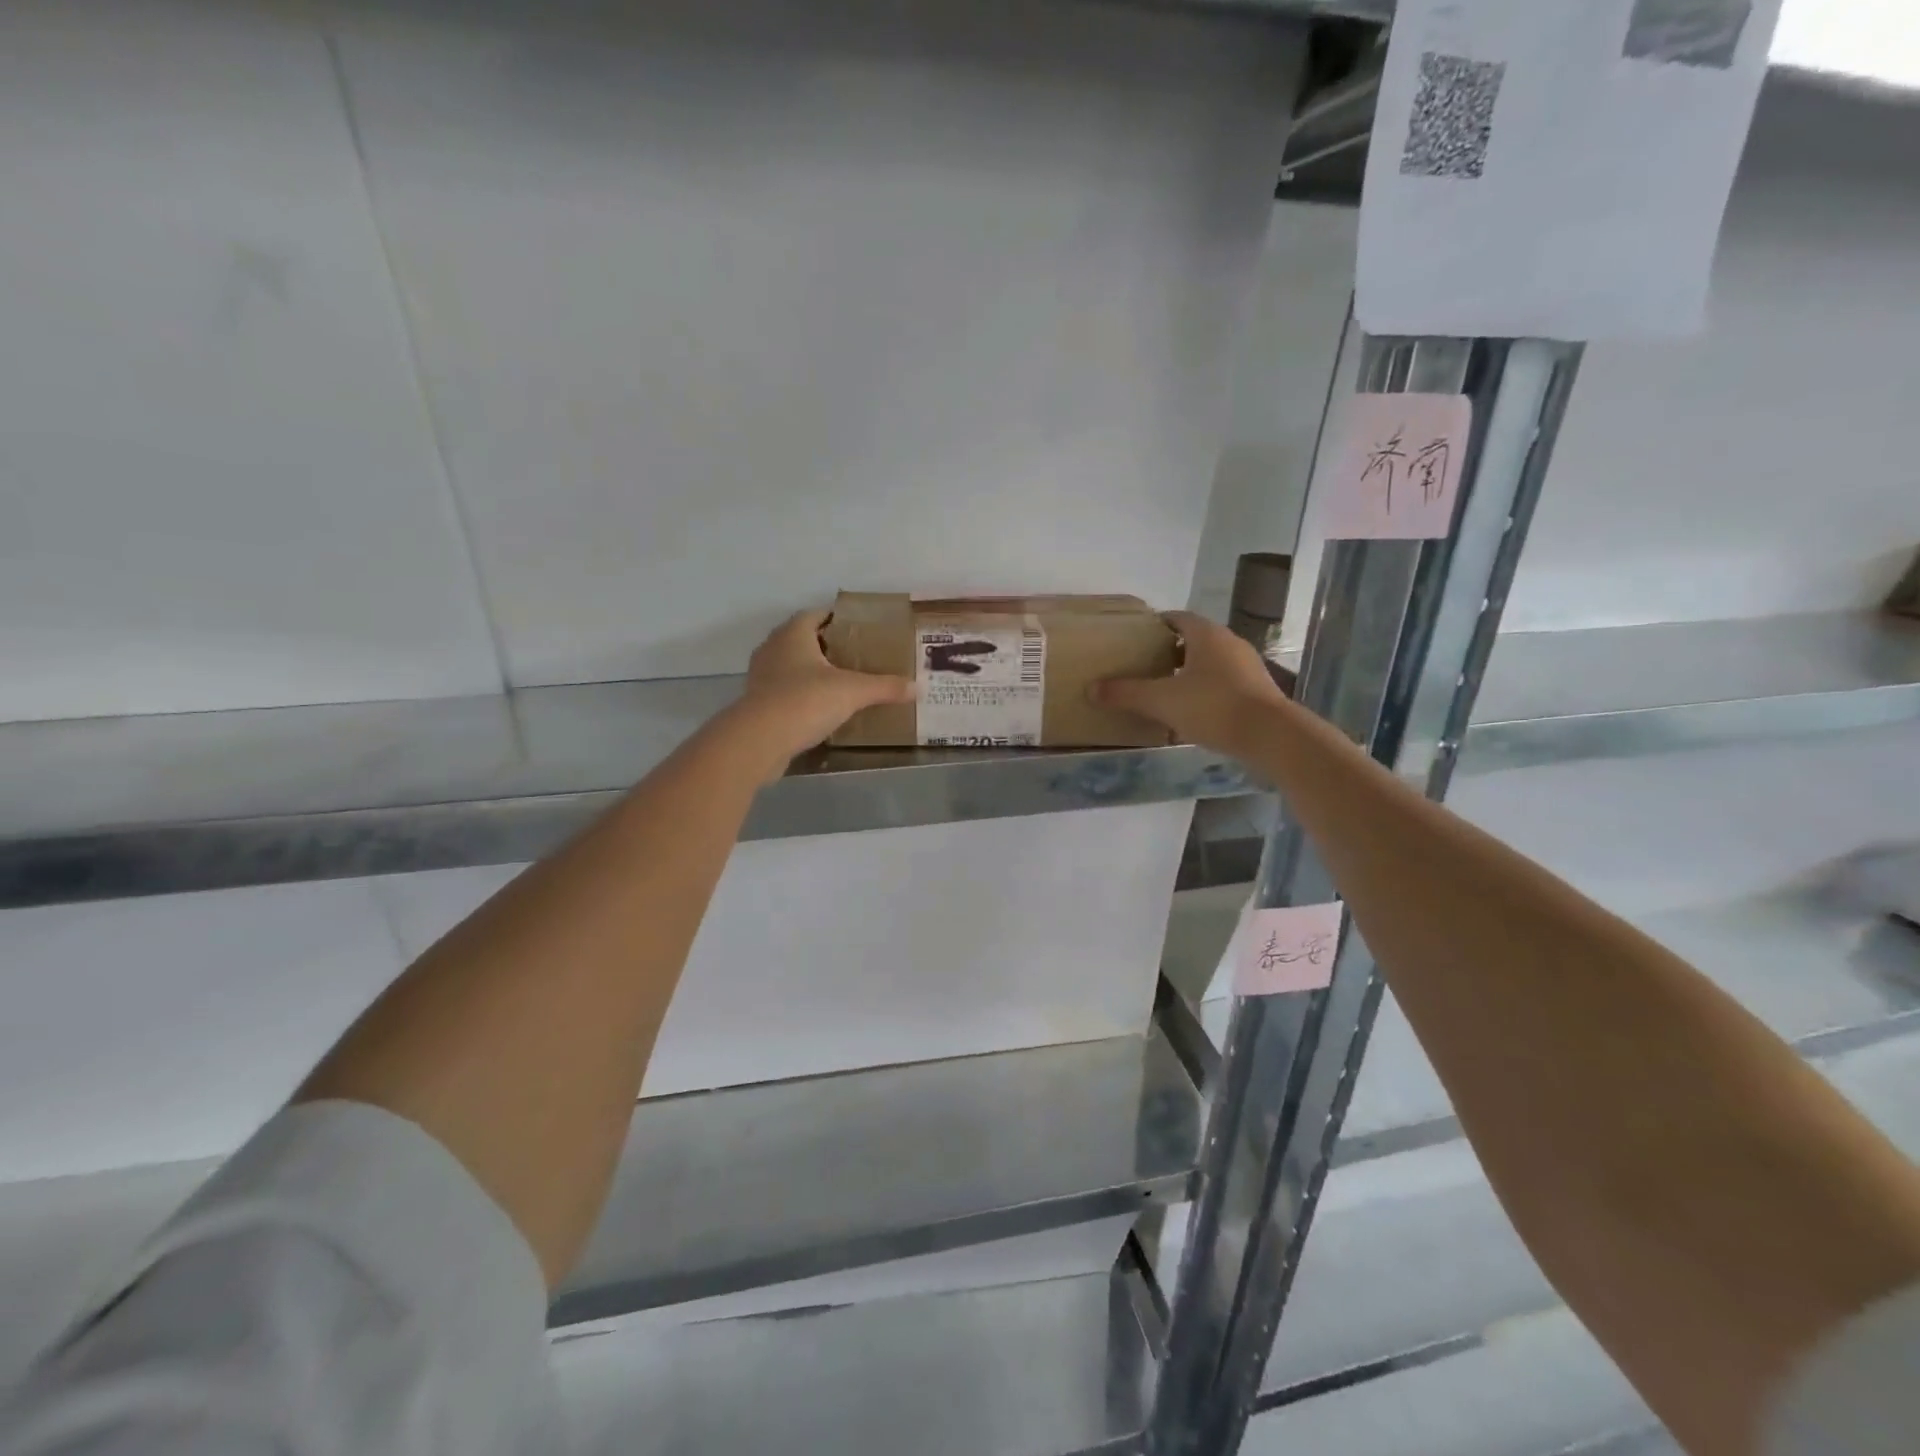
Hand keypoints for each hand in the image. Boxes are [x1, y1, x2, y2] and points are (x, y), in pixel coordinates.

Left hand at [722, 610, 915, 778]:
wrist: (759, 740)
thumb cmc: (806, 701)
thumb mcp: (853, 692)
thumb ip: (884, 687)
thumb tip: (916, 687)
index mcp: (793, 634)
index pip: (815, 614)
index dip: (836, 619)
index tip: (858, 630)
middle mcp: (772, 648)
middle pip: (802, 639)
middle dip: (826, 646)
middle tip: (855, 657)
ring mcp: (761, 677)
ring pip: (790, 666)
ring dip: (811, 672)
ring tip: (840, 683)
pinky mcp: (757, 703)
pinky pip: (783, 691)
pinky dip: (800, 695)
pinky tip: (820, 709)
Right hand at [1090, 611, 1287, 755]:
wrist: (1270, 736)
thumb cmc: (1213, 706)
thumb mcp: (1161, 701)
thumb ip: (1125, 694)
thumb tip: (1090, 689)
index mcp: (1206, 635)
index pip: (1177, 618)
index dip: (1155, 626)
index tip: (1136, 639)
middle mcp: (1229, 643)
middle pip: (1193, 640)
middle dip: (1169, 651)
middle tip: (1144, 666)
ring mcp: (1247, 666)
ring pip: (1210, 663)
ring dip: (1188, 673)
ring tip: (1164, 690)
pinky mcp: (1257, 690)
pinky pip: (1223, 683)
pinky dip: (1205, 691)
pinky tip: (1191, 712)